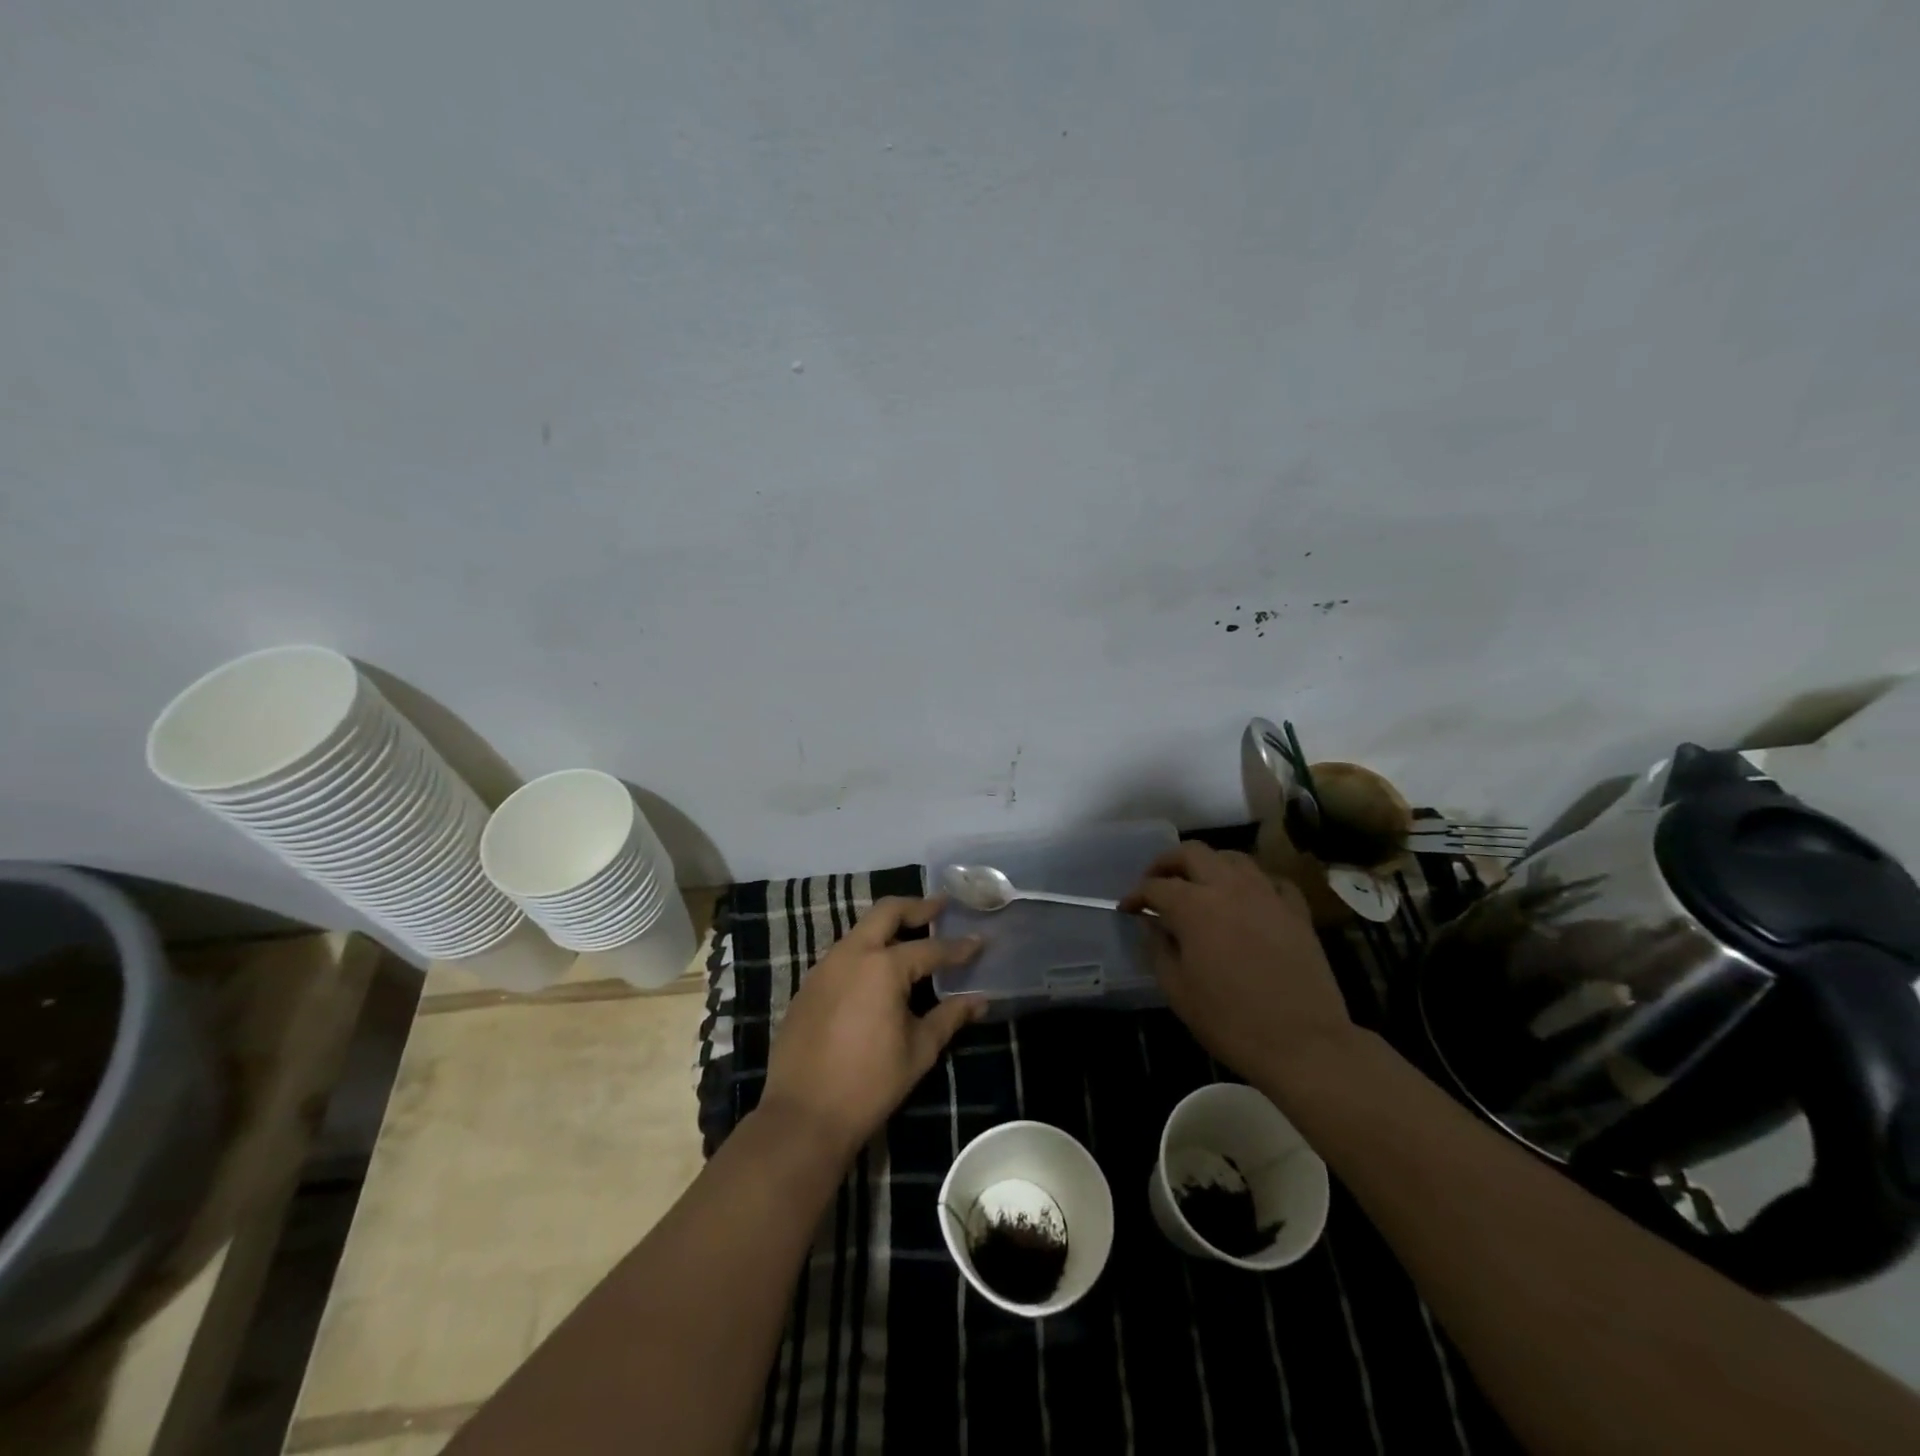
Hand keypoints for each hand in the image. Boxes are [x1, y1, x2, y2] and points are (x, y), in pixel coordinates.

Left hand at [760, 895, 983, 1159]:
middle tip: (940, 907)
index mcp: (883, 966)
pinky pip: (843, 954)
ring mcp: (824, 967)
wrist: (803, 1115)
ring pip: (861, 930)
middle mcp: (851, 954)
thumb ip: (950, 1017)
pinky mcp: (808, 985)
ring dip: (888, 927)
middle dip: (917, 906)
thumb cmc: (870, 1083)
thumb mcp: (919, 1050)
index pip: (930, 948)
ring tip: (912, 936)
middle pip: (887, 912)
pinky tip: (878, 972)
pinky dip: (866, 951)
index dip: (958, 947)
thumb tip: (980, 1000)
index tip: (979, 940)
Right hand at [1120, 843, 1353, 1081]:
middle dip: (1167, 862)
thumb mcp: (1178, 990)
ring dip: (1210, 865)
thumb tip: (1152, 923)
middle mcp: (1229, 888)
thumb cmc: (1230, 1021)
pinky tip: (1247, 900)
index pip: (1155, 886)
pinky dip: (1253, 883)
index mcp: (1194, 907)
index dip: (1136, 896)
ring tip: (1200, 885)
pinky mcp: (1296, 910)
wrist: (1303, 1044)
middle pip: (1192, 853)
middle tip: (1157, 882)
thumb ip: (1159, 948)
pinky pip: (1271, 880)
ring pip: (1233, 858)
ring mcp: (1267, 895)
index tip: (1127, 909)